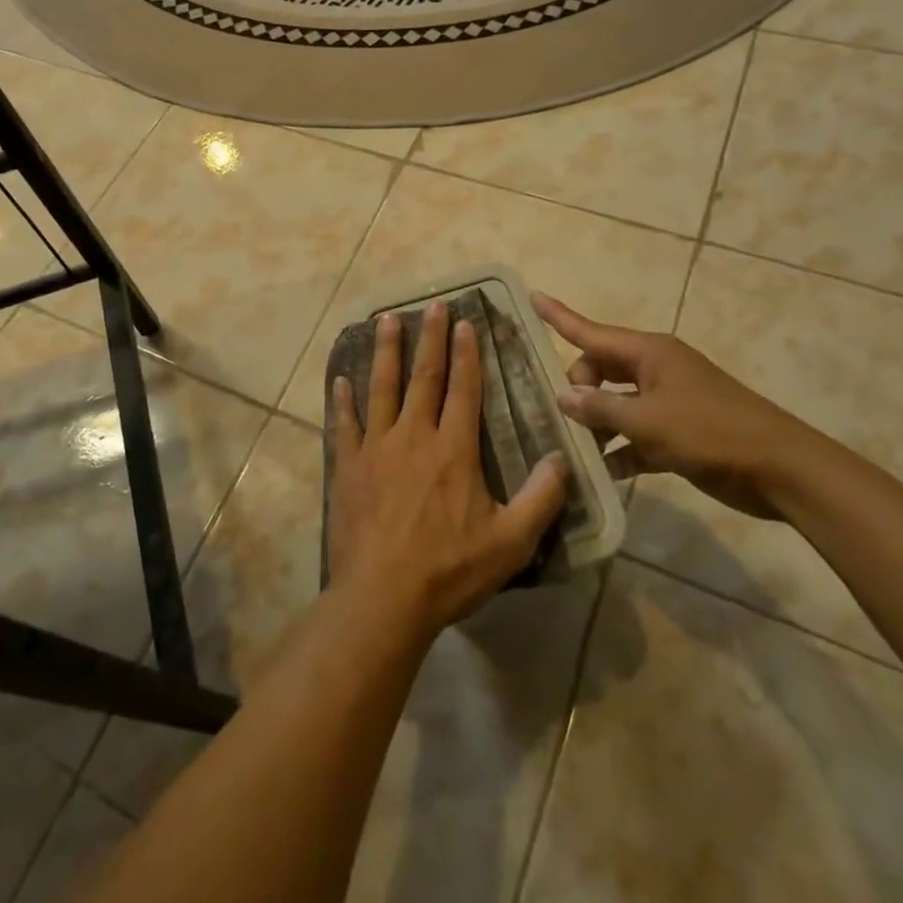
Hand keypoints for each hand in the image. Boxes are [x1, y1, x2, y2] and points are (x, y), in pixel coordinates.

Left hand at [329, 301, 569, 635]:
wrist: (383, 598)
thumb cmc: (449, 570)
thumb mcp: (511, 542)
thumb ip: (541, 498)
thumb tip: (562, 457)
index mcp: (453, 450)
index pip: (463, 389)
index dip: (466, 353)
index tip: (466, 321)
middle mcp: (413, 436)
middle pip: (423, 377)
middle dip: (430, 338)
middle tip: (433, 304)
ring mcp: (376, 449)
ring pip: (381, 388)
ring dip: (385, 352)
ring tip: (386, 319)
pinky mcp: (348, 467)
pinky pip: (344, 425)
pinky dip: (342, 401)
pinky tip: (340, 380)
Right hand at [532, 292, 827, 520]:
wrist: (780, 470)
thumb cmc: (710, 433)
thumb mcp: (647, 420)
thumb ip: (600, 408)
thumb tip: (563, 396)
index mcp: (649, 353)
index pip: (591, 331)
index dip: (559, 316)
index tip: (532, 296)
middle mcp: (654, 370)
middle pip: (599, 369)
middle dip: (577, 388)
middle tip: (565, 418)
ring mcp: (667, 401)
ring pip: (615, 403)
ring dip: (596, 423)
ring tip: (571, 448)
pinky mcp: (678, 433)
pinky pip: (635, 434)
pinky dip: (619, 449)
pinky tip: (599, 472)